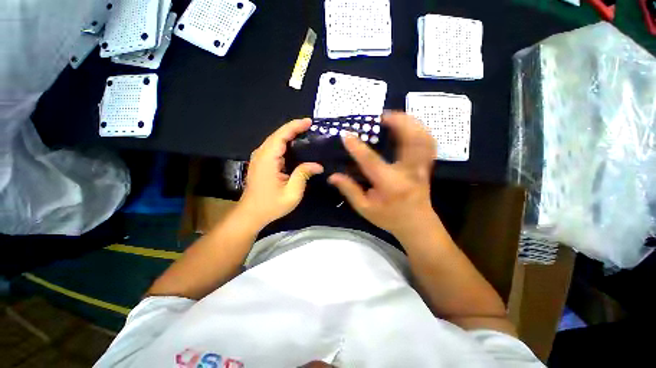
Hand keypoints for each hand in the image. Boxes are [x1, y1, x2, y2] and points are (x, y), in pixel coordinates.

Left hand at [238, 118, 322, 228]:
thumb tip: (318, 165)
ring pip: (275, 140)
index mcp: (268, 159)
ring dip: (289, 135)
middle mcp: (261, 154)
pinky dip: (285, 144)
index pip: (281, 135)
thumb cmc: (271, 205)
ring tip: (305, 134)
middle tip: (310, 127)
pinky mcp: (261, 163)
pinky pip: (274, 148)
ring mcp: (259, 158)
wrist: (251, 214)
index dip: (295, 126)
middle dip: (294, 128)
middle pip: (278, 135)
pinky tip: (295, 147)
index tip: (309, 122)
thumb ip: (303, 174)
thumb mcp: (292, 192)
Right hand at [328, 112, 437, 239]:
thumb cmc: (389, 218)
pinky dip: (420, 131)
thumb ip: (349, 190)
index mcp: (389, 184)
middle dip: (398, 123)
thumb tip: (333, 176)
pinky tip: (410, 126)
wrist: (417, 225)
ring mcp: (421, 168)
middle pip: (409, 141)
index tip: (346, 135)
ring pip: (423, 138)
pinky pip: (429, 143)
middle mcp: (408, 172)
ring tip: (395, 116)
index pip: (370, 161)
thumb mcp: (365, 208)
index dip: (357, 147)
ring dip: (411, 123)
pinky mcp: (426, 166)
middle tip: (382, 116)